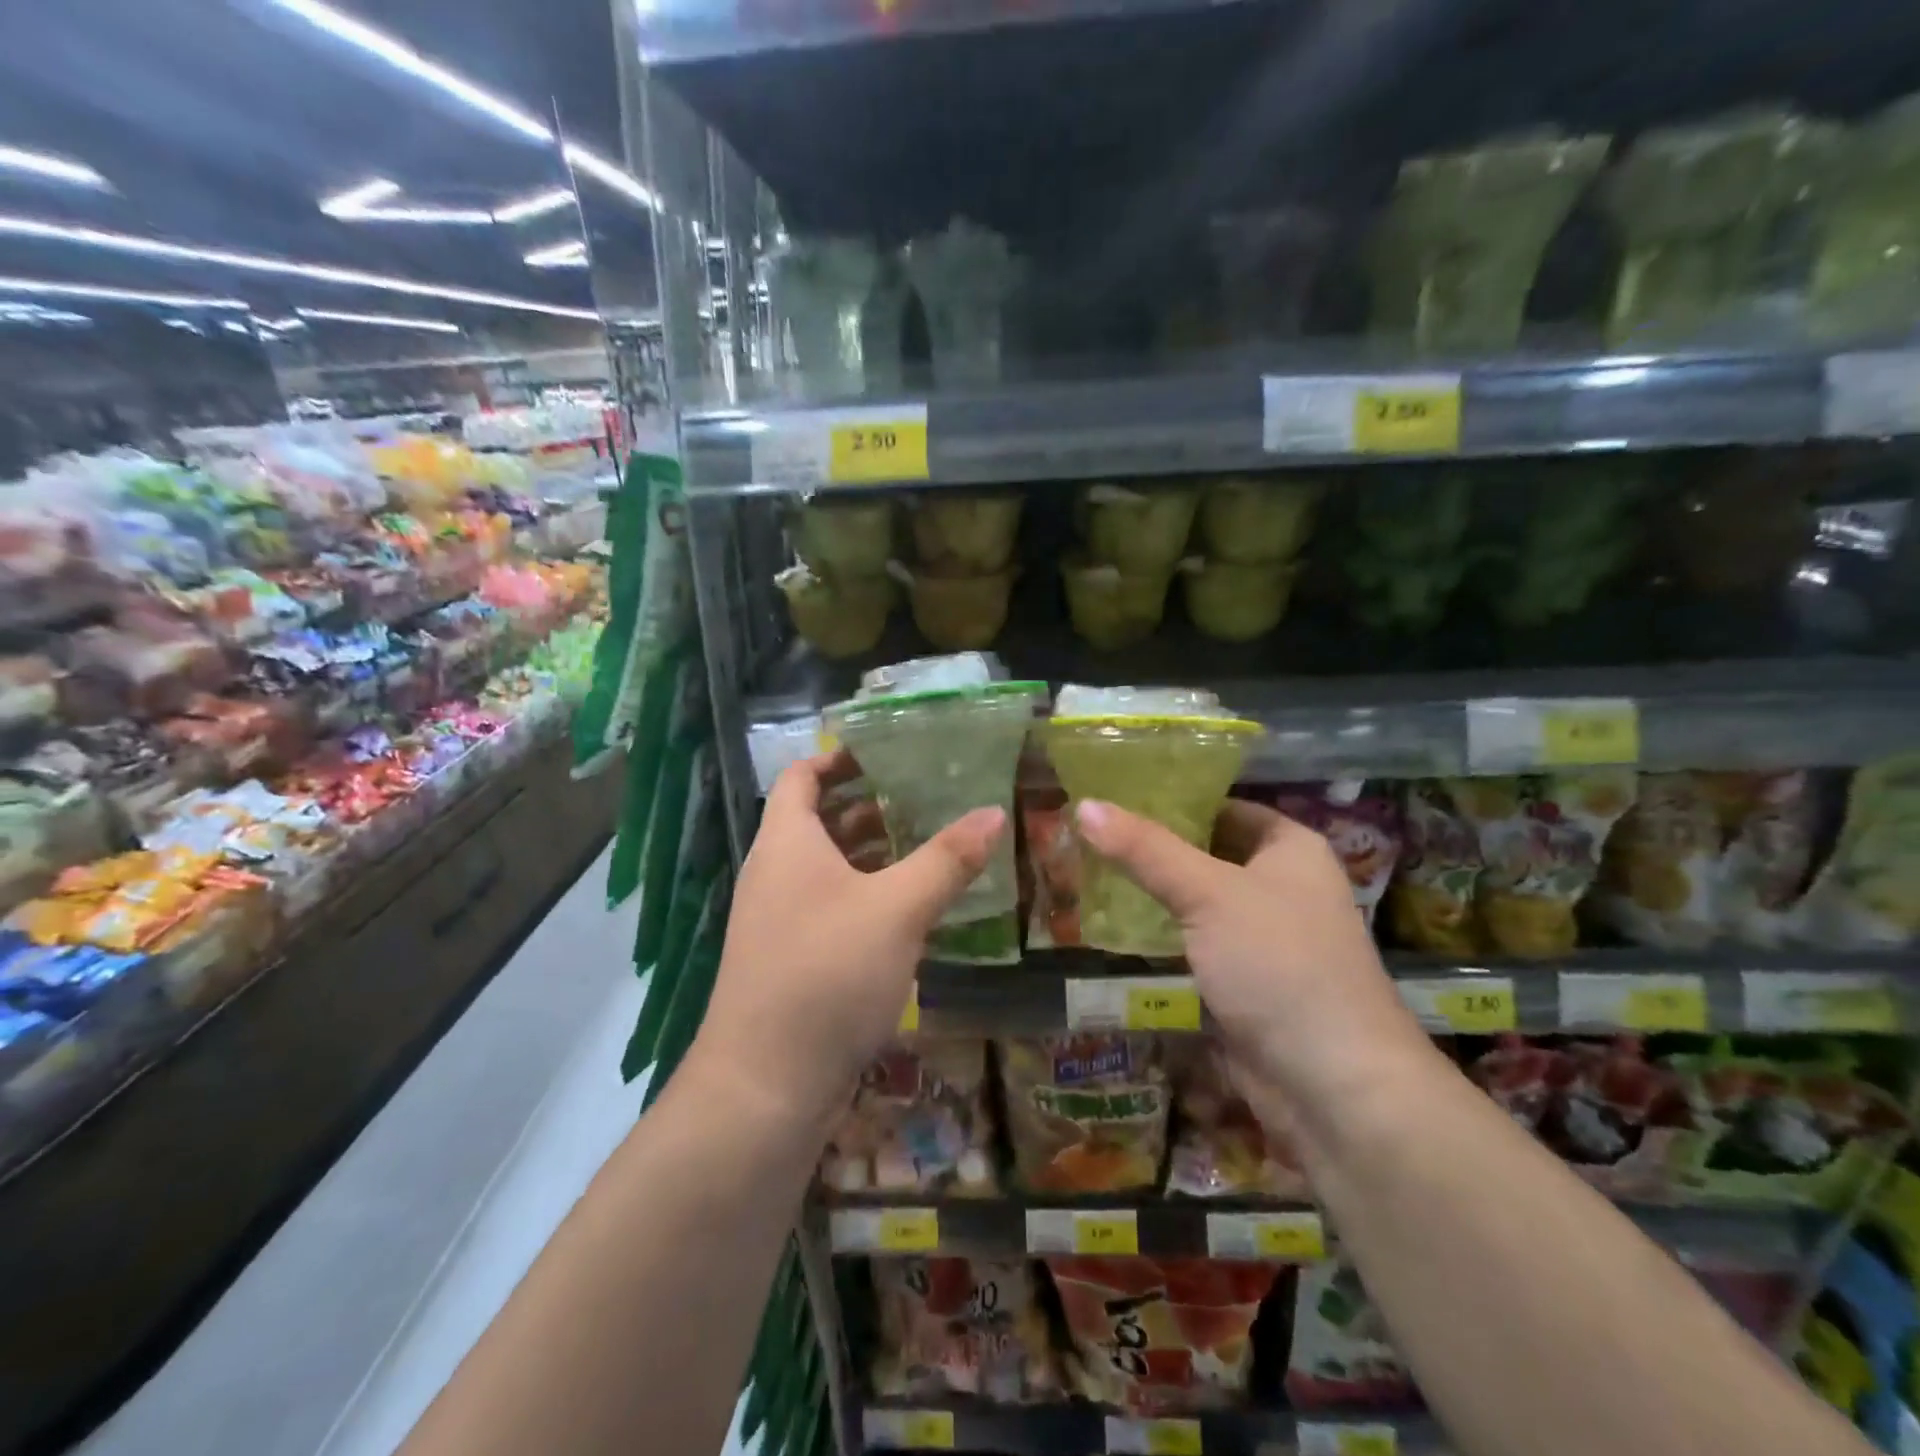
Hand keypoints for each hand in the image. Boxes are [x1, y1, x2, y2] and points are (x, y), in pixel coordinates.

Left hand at [688, 753, 1004, 1130]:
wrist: (764, 1086)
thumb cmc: (826, 973)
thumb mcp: (897, 909)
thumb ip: (947, 859)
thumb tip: (994, 812)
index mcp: (786, 842)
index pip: (803, 776)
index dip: (840, 757)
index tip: (888, 752)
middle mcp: (775, 873)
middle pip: (819, 819)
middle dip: (870, 805)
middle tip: (926, 796)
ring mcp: (779, 919)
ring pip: (828, 868)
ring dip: (872, 853)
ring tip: (929, 844)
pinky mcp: (792, 959)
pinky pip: (831, 907)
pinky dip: (867, 895)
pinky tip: (910, 909)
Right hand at [1074, 797, 1433, 1111]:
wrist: (1332, 1084)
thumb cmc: (1279, 964)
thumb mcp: (1208, 893)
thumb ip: (1145, 850)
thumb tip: (1084, 805)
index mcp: (1290, 849)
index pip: (1222, 806)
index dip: (1172, 798)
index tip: (1113, 794)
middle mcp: (1281, 885)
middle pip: (1206, 852)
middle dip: (1153, 848)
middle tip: (1087, 833)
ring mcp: (1263, 936)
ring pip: (1197, 900)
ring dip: (1152, 892)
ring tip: (1087, 870)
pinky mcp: (1245, 980)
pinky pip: (1195, 942)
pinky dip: (1161, 933)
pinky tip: (1114, 924)